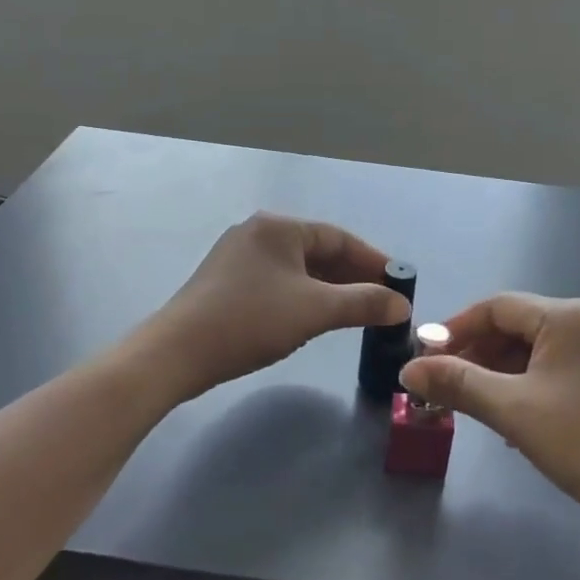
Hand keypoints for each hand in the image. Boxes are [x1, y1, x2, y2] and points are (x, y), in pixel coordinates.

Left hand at [145, 213, 408, 402]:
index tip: (398, 282)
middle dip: (352, 276)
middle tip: (382, 302)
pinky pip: (278, 281)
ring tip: (356, 313)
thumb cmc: (251, 320)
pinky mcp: (227, 281)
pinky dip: (303, 296)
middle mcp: (258, 232)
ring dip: (329, 289)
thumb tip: (401, 304)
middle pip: (318, 251)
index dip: (372, 260)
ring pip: (298, 269)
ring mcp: (239, 256)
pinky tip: (315, 317)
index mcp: (278, 227)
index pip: (338, 237)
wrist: (177, 353)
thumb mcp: (315, 310)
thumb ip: (364, 304)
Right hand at [401, 294, 579, 538]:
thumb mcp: (514, 411)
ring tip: (474, 407)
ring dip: (498, 374)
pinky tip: (515, 420)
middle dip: (475, 355)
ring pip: (534, 352)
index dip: (454, 329)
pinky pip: (555, 370)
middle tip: (444, 388)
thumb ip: (458, 384)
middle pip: (514, 327)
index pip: (494, 308)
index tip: (424, 359)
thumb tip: (408, 370)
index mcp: (564, 316)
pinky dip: (526, 387)